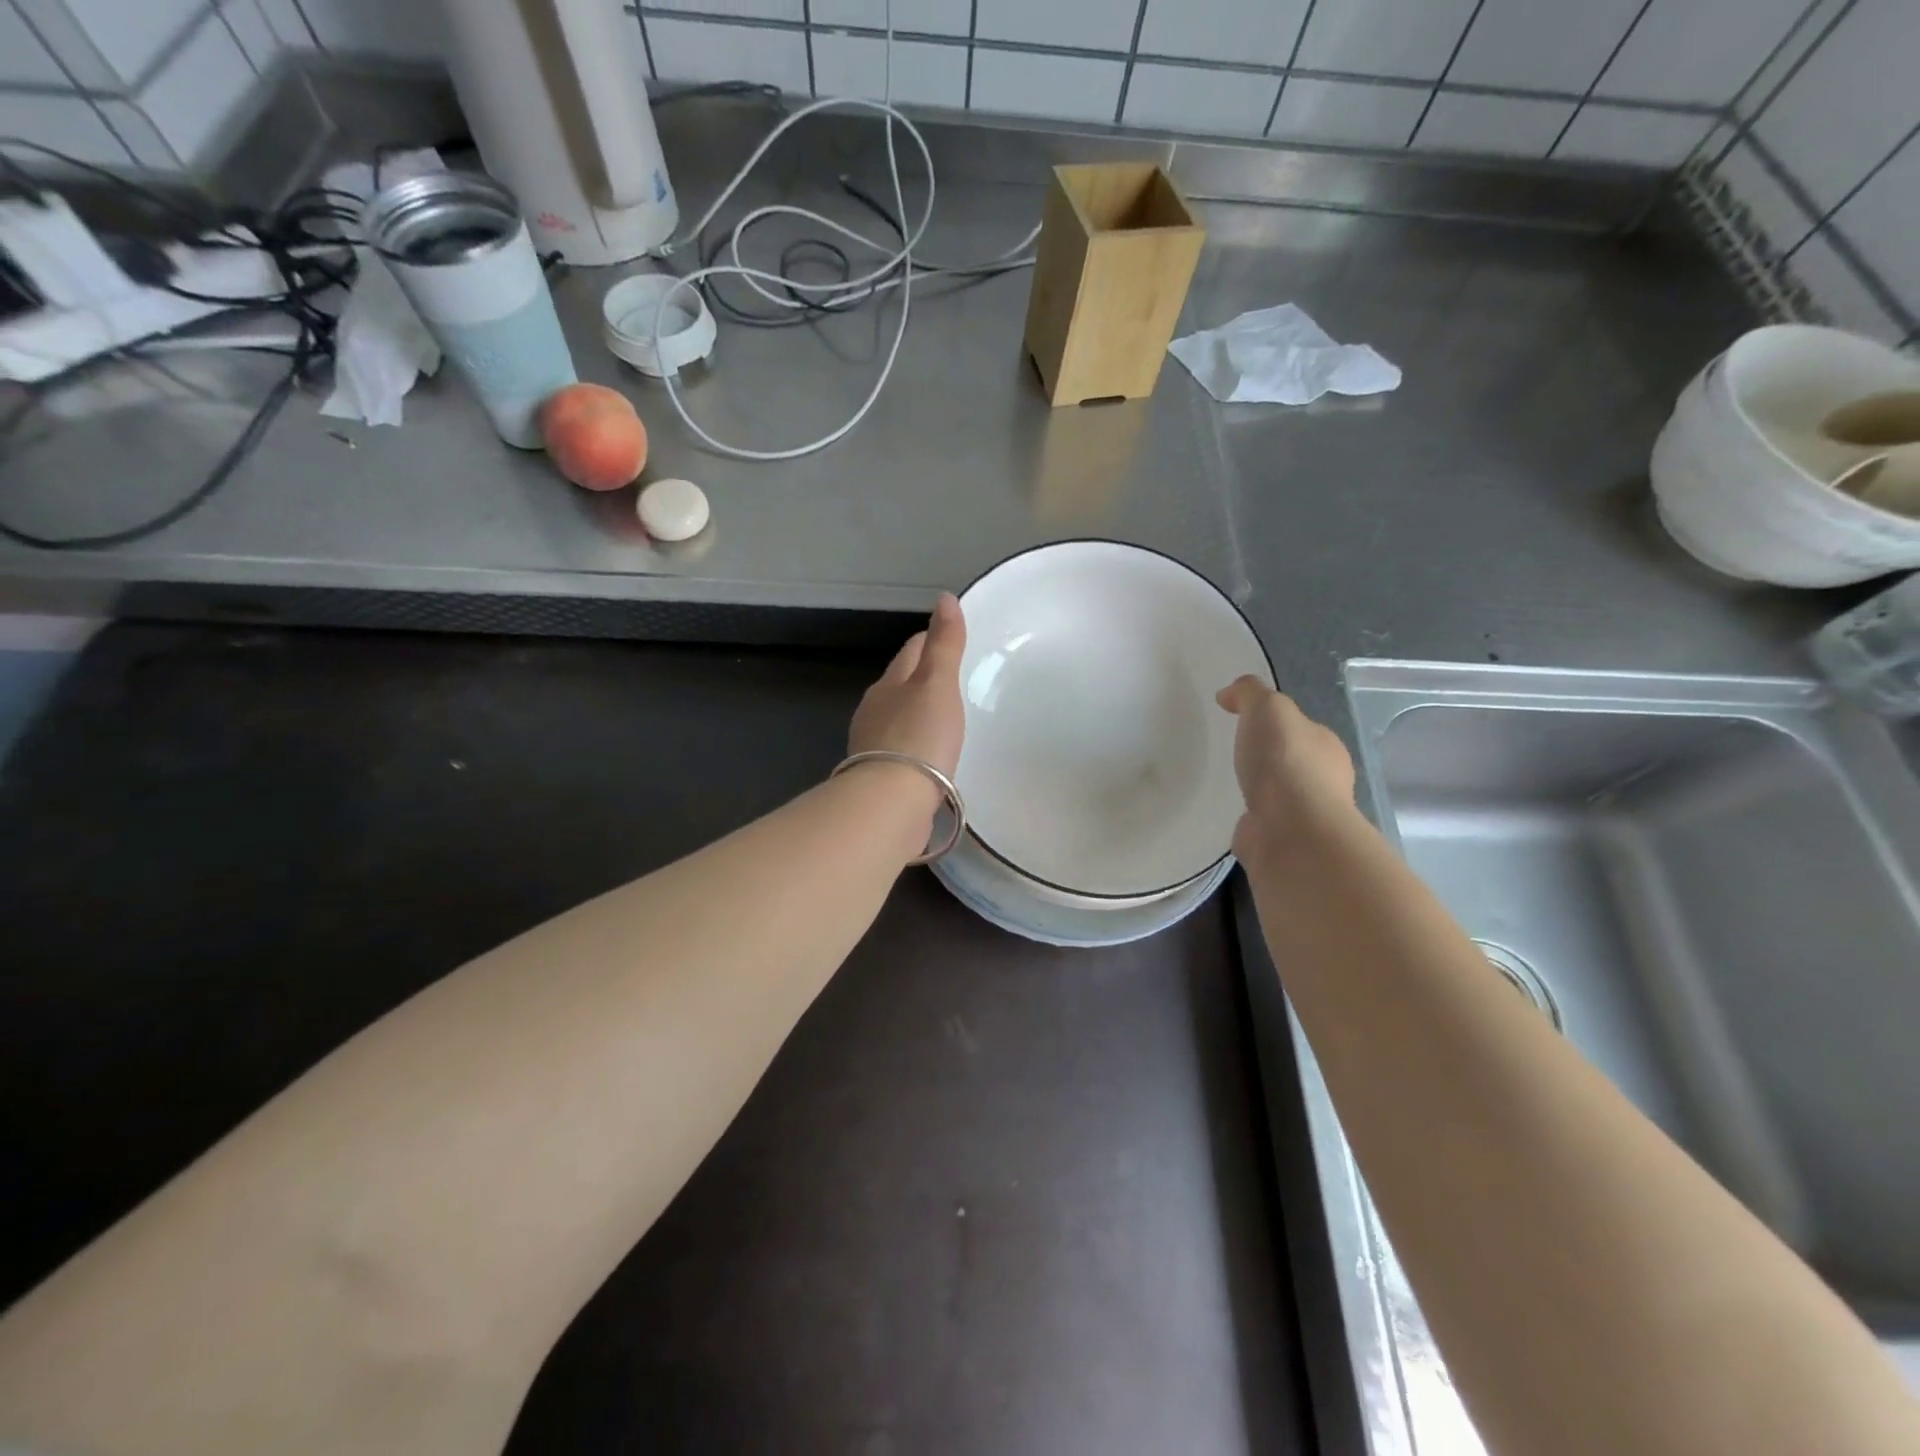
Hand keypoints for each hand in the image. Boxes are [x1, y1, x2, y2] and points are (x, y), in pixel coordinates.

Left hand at [848, 593, 966, 778]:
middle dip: (925, 681)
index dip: (930, 641)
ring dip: (921, 716)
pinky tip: (934, 757)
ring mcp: (874, 746)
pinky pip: (905, 752)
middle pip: (902, 686)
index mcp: (888, 685)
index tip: (951, 638)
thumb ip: (944, 644)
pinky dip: (920, 748)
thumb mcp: (937, 684)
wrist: (890, 803)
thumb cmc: (918, 736)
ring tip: (949, 719)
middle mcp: (874, 712)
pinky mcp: (881, 778)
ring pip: (901, 720)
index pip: (910, 652)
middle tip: (956, 681)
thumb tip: (943, 598)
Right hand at [1215, 677, 1356, 864]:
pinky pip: (1264, 822)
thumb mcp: (1268, 708)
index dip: (1275, 722)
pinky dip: (1252, 817)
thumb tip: (1229, 694)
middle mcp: (1324, 780)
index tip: (1243, 720)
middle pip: (1293, 761)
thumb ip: (1250, 693)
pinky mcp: (1282, 840)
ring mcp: (1304, 815)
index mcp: (1326, 746)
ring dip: (1262, 790)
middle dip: (1270, 757)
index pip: (1301, 728)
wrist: (1290, 829)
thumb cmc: (1285, 762)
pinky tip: (1234, 814)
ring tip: (1232, 784)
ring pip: (1280, 795)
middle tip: (1236, 752)